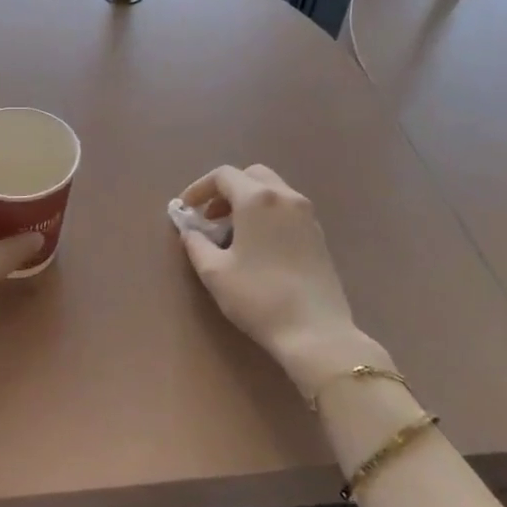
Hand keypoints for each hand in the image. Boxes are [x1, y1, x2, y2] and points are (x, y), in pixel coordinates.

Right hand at [176, 164, 373, 397]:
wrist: (315, 332)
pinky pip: (286, 210)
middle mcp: (286, 197)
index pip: (223, 175)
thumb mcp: (214, 272)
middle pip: (252, 176)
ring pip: (272, 191)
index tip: (187, 210)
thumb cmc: (258, 297)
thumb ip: (196, 244)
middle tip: (210, 217)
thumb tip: (190, 231)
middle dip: (226, 190)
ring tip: (231, 234)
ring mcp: (307, 215)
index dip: (199, 188)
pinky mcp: (318, 235)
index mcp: (257, 199)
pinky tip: (257, 246)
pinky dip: (266, 215)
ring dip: (247, 202)